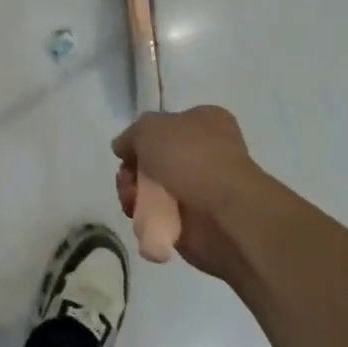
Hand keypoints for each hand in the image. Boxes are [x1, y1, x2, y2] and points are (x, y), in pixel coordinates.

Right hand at [112, 106, 274, 281]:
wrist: (224, 213)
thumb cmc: (190, 157)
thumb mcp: (149, 128)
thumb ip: (131, 135)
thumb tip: (123, 148)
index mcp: (205, 123)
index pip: (166, 125)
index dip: (142, 137)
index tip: (127, 151)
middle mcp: (204, 154)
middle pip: (154, 159)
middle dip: (133, 170)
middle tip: (127, 178)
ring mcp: (200, 189)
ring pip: (152, 189)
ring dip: (135, 194)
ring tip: (132, 201)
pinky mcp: (194, 223)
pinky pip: (159, 217)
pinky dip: (147, 218)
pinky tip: (142, 217)